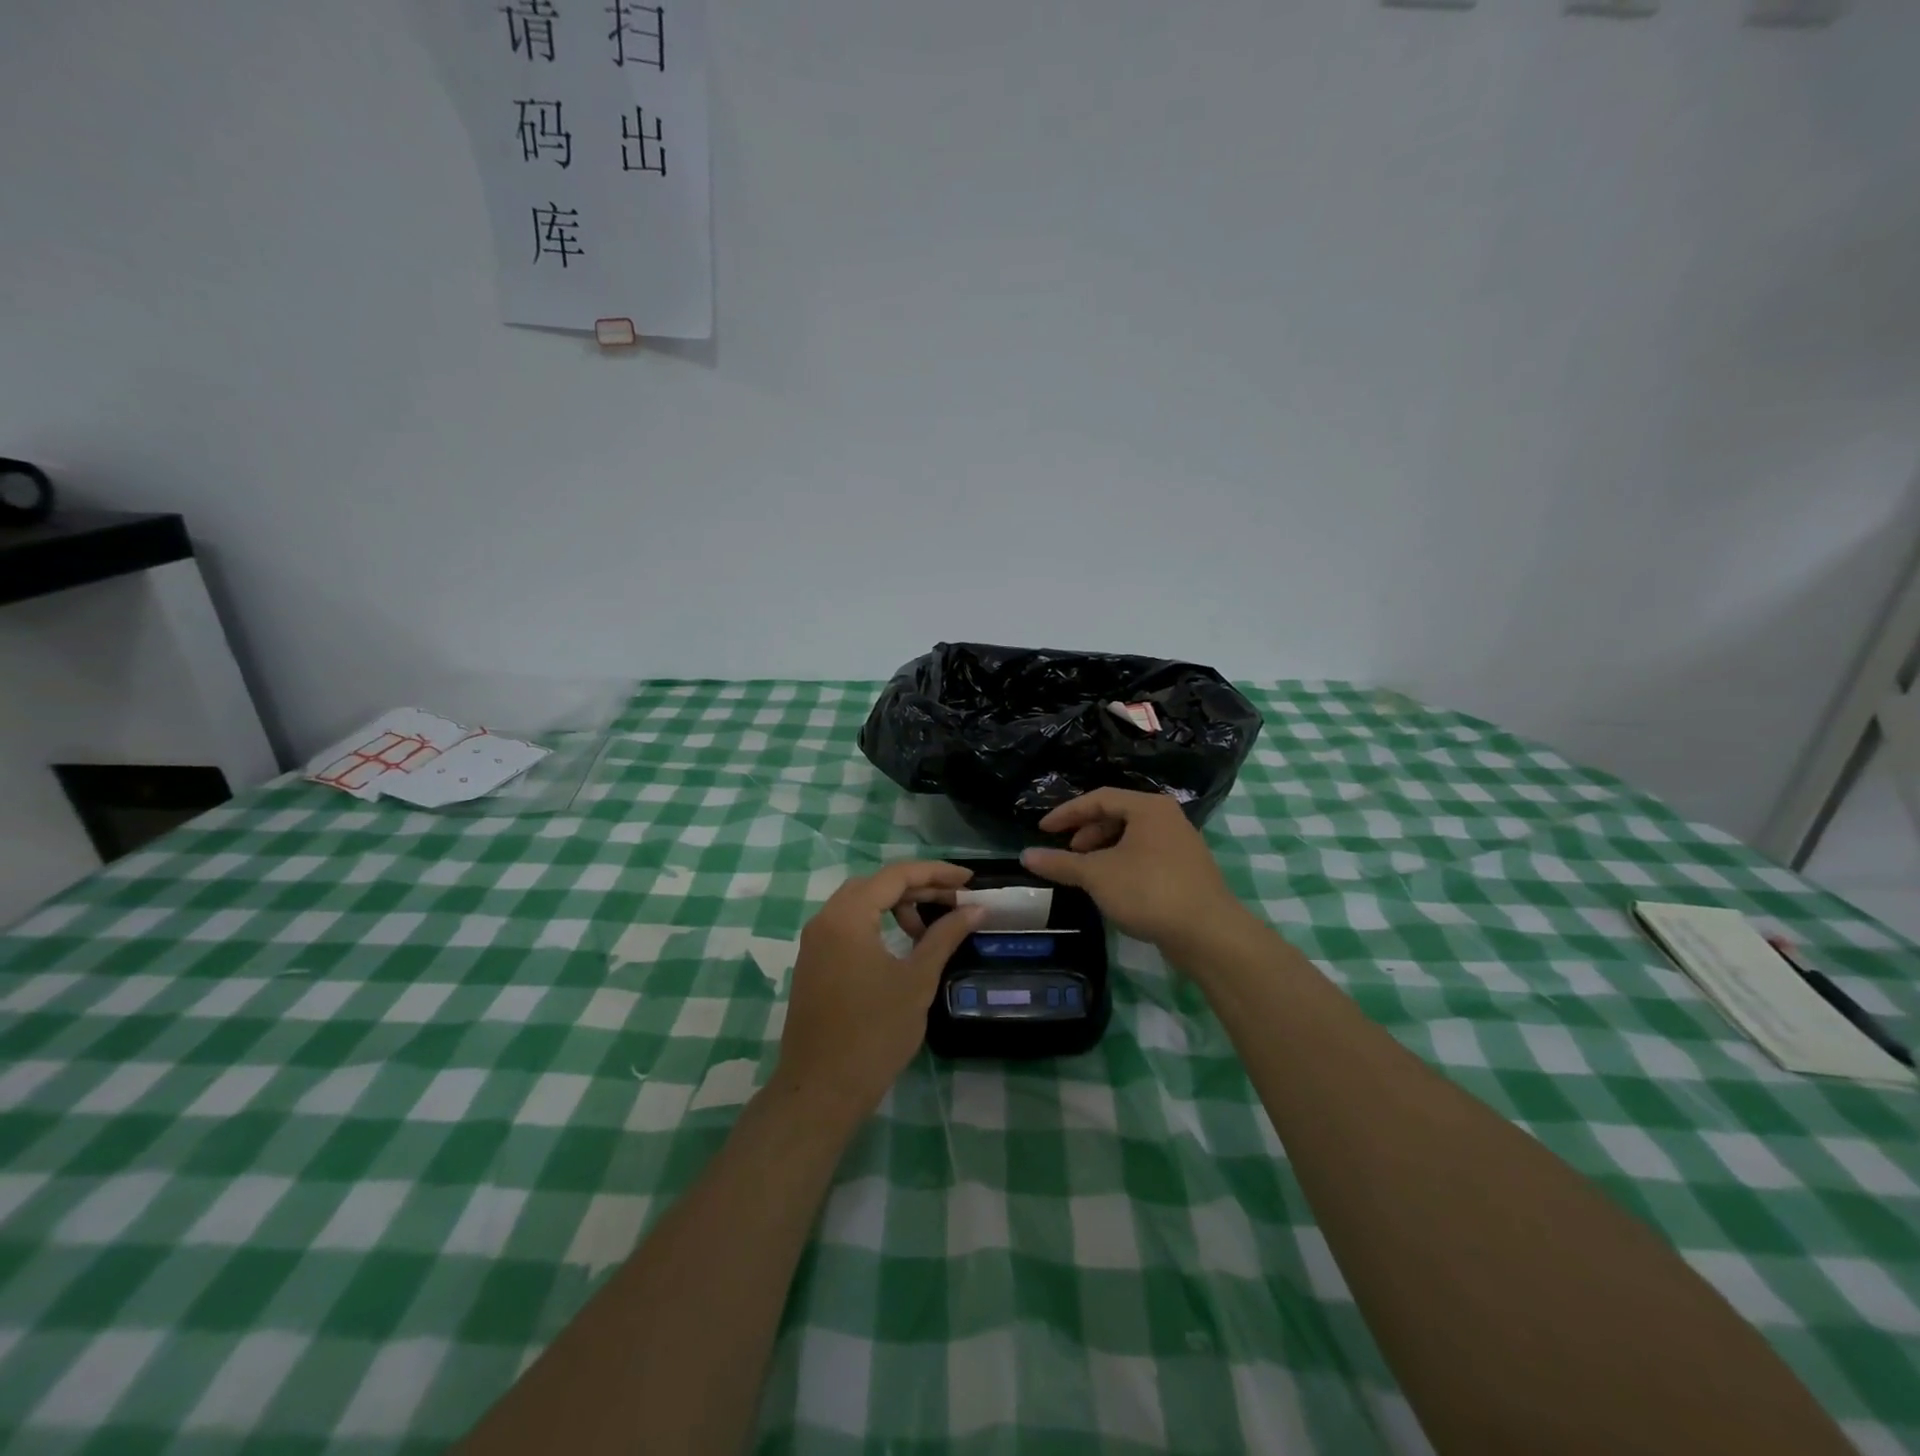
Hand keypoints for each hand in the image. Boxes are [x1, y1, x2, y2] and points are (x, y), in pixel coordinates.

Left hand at [774, 861, 984, 1120]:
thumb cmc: (874, 1032)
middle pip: (876, 884)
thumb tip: (975, 909)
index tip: (969, 880)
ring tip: (927, 930)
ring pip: (860, 904)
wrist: (821, 1090)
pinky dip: (877, 924)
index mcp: (847, 916)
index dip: (936, 873)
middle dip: (917, 887)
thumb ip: (945, 936)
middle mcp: (825, 919)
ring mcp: (815, 942)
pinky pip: (848, 925)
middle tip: (954, 903)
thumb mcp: (917, 980)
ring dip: (896, 906)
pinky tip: (901, 946)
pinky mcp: (813, 963)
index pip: (896, 875)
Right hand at [1021, 788, 1253, 955]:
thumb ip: (1060, 863)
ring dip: (1103, 850)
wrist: (1208, 933)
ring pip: (1132, 837)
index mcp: (1148, 807)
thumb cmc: (1149, 891)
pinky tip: (1112, 887)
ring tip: (1086, 873)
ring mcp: (1181, 844)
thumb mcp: (1097, 875)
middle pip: (1117, 815)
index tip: (1042, 830)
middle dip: (1087, 833)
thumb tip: (1026, 856)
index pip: (1098, 798)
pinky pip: (1145, 855)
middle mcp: (1168, 817)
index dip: (1066, 813)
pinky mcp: (1186, 870)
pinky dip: (1122, 863)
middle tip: (1068, 854)